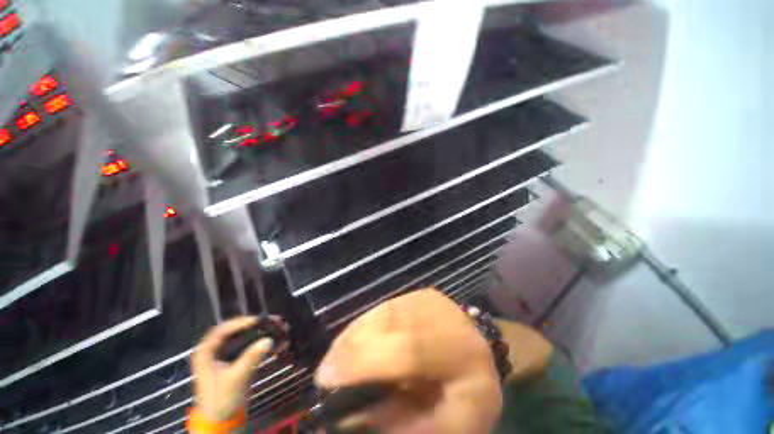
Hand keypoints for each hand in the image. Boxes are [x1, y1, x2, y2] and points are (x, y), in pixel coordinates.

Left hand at [192, 316, 272, 420]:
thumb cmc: (222, 399)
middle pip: (235, 330)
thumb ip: (251, 358)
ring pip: (243, 335)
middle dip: (255, 325)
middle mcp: (214, 349)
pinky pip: (247, 344)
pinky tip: (273, 340)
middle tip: (273, 321)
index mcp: (206, 352)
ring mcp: (223, 354)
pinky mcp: (233, 359)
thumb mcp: (236, 379)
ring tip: (277, 327)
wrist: (221, 420)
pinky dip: (260, 340)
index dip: (241, 322)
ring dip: (260, 331)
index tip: (259, 320)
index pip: (223, 330)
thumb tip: (269, 340)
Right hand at [316, 289, 501, 433]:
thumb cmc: (463, 401)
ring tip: (336, 359)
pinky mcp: (421, 294)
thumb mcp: (440, 427)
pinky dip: (366, 324)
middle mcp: (452, 318)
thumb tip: (346, 413)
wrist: (477, 362)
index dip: (367, 359)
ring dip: (355, 335)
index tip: (327, 378)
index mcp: (467, 356)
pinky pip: (386, 306)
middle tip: (325, 372)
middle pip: (395, 323)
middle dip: (353, 346)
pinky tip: (354, 341)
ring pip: (385, 311)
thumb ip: (396, 423)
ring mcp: (434, 301)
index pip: (413, 348)